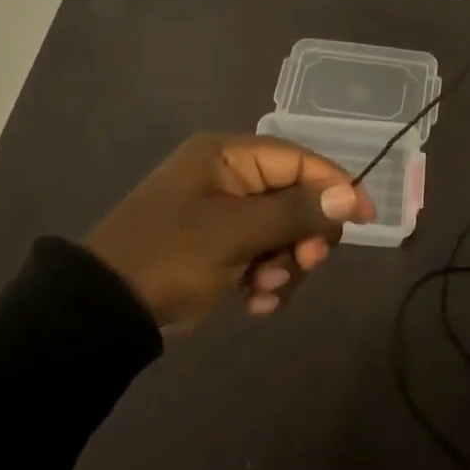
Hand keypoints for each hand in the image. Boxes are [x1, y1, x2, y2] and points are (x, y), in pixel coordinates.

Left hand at [83, 133, 374, 328]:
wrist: (105, 312)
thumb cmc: (170, 256)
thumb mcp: (236, 233)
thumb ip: (295, 213)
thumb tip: (350, 196)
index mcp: (228, 157)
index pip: (298, 160)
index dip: (335, 185)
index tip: (365, 217)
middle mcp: (228, 178)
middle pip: (293, 198)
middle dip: (304, 236)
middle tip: (306, 263)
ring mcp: (222, 215)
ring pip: (281, 233)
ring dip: (284, 265)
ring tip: (265, 290)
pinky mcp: (218, 249)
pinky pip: (261, 256)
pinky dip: (265, 280)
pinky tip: (253, 303)